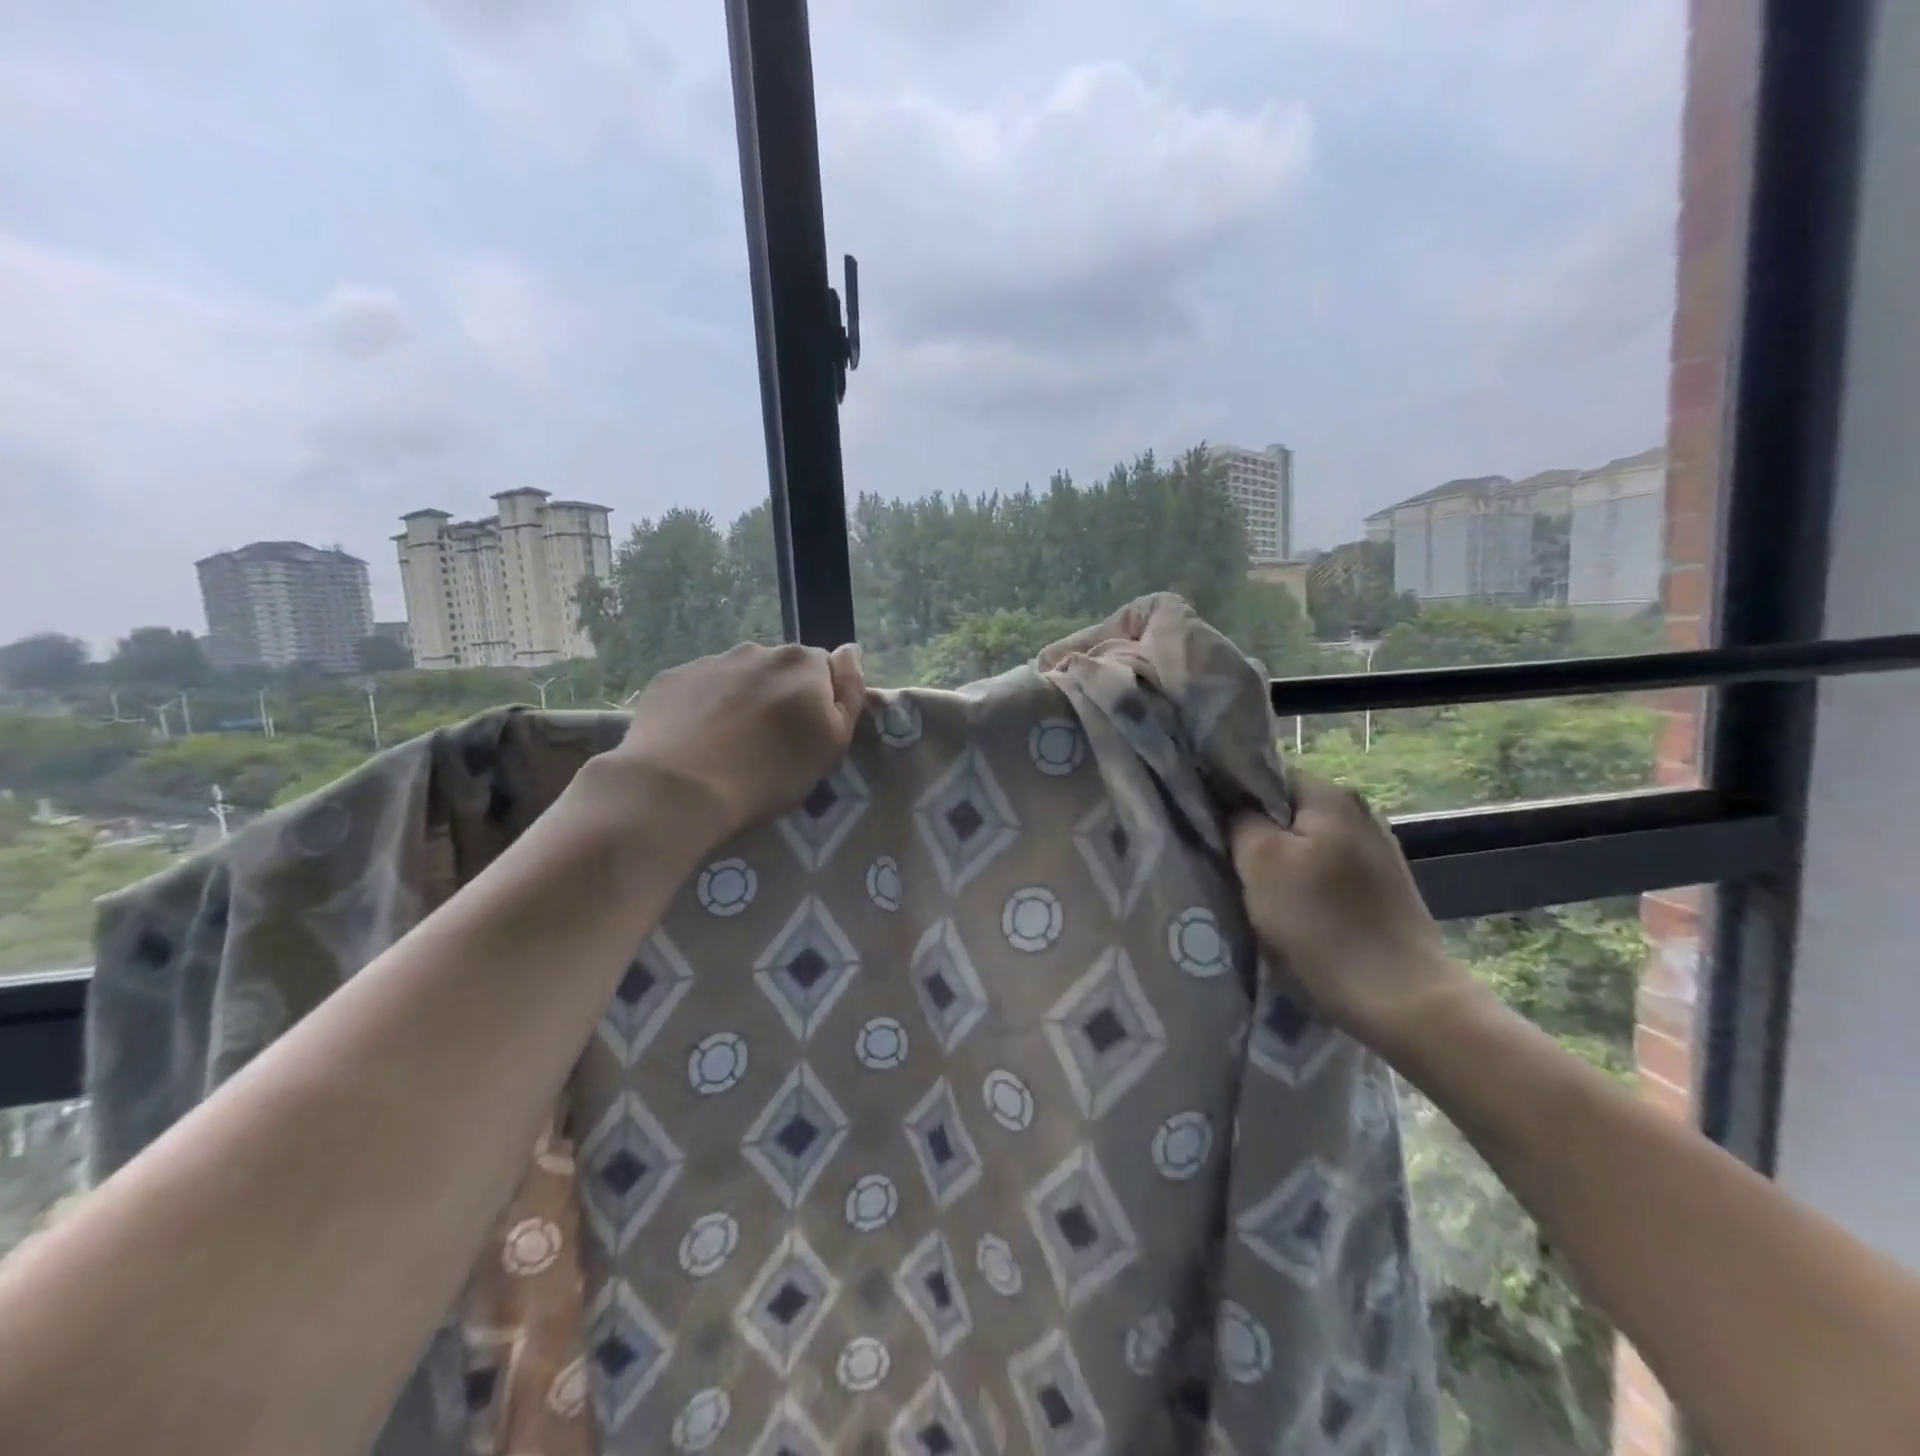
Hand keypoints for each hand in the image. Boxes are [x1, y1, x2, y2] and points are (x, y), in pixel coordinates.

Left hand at [605, 641, 866, 848]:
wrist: (679, 788)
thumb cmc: (770, 772)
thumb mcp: (832, 742)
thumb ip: (850, 691)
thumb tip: (850, 651)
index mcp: (803, 663)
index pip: (825, 669)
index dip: (820, 700)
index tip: (808, 732)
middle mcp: (758, 650)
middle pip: (780, 670)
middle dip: (780, 696)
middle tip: (770, 743)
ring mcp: (710, 661)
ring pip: (738, 677)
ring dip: (741, 700)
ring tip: (729, 745)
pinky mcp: (671, 679)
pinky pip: (699, 689)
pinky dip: (703, 707)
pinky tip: (696, 742)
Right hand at [1230, 769, 1476, 1053]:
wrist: (1404, 1002)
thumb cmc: (1322, 924)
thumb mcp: (1260, 862)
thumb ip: (1238, 820)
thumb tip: (1230, 804)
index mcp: (1332, 797)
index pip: (1265, 776)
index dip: (1231, 797)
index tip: (1208, 827)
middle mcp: (1360, 814)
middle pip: (1285, 813)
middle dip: (1253, 835)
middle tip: (1224, 864)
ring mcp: (1377, 854)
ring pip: (1305, 846)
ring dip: (1277, 866)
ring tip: (1252, 894)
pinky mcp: (1383, 892)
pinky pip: (1326, 875)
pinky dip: (1303, 889)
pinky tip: (1290, 916)